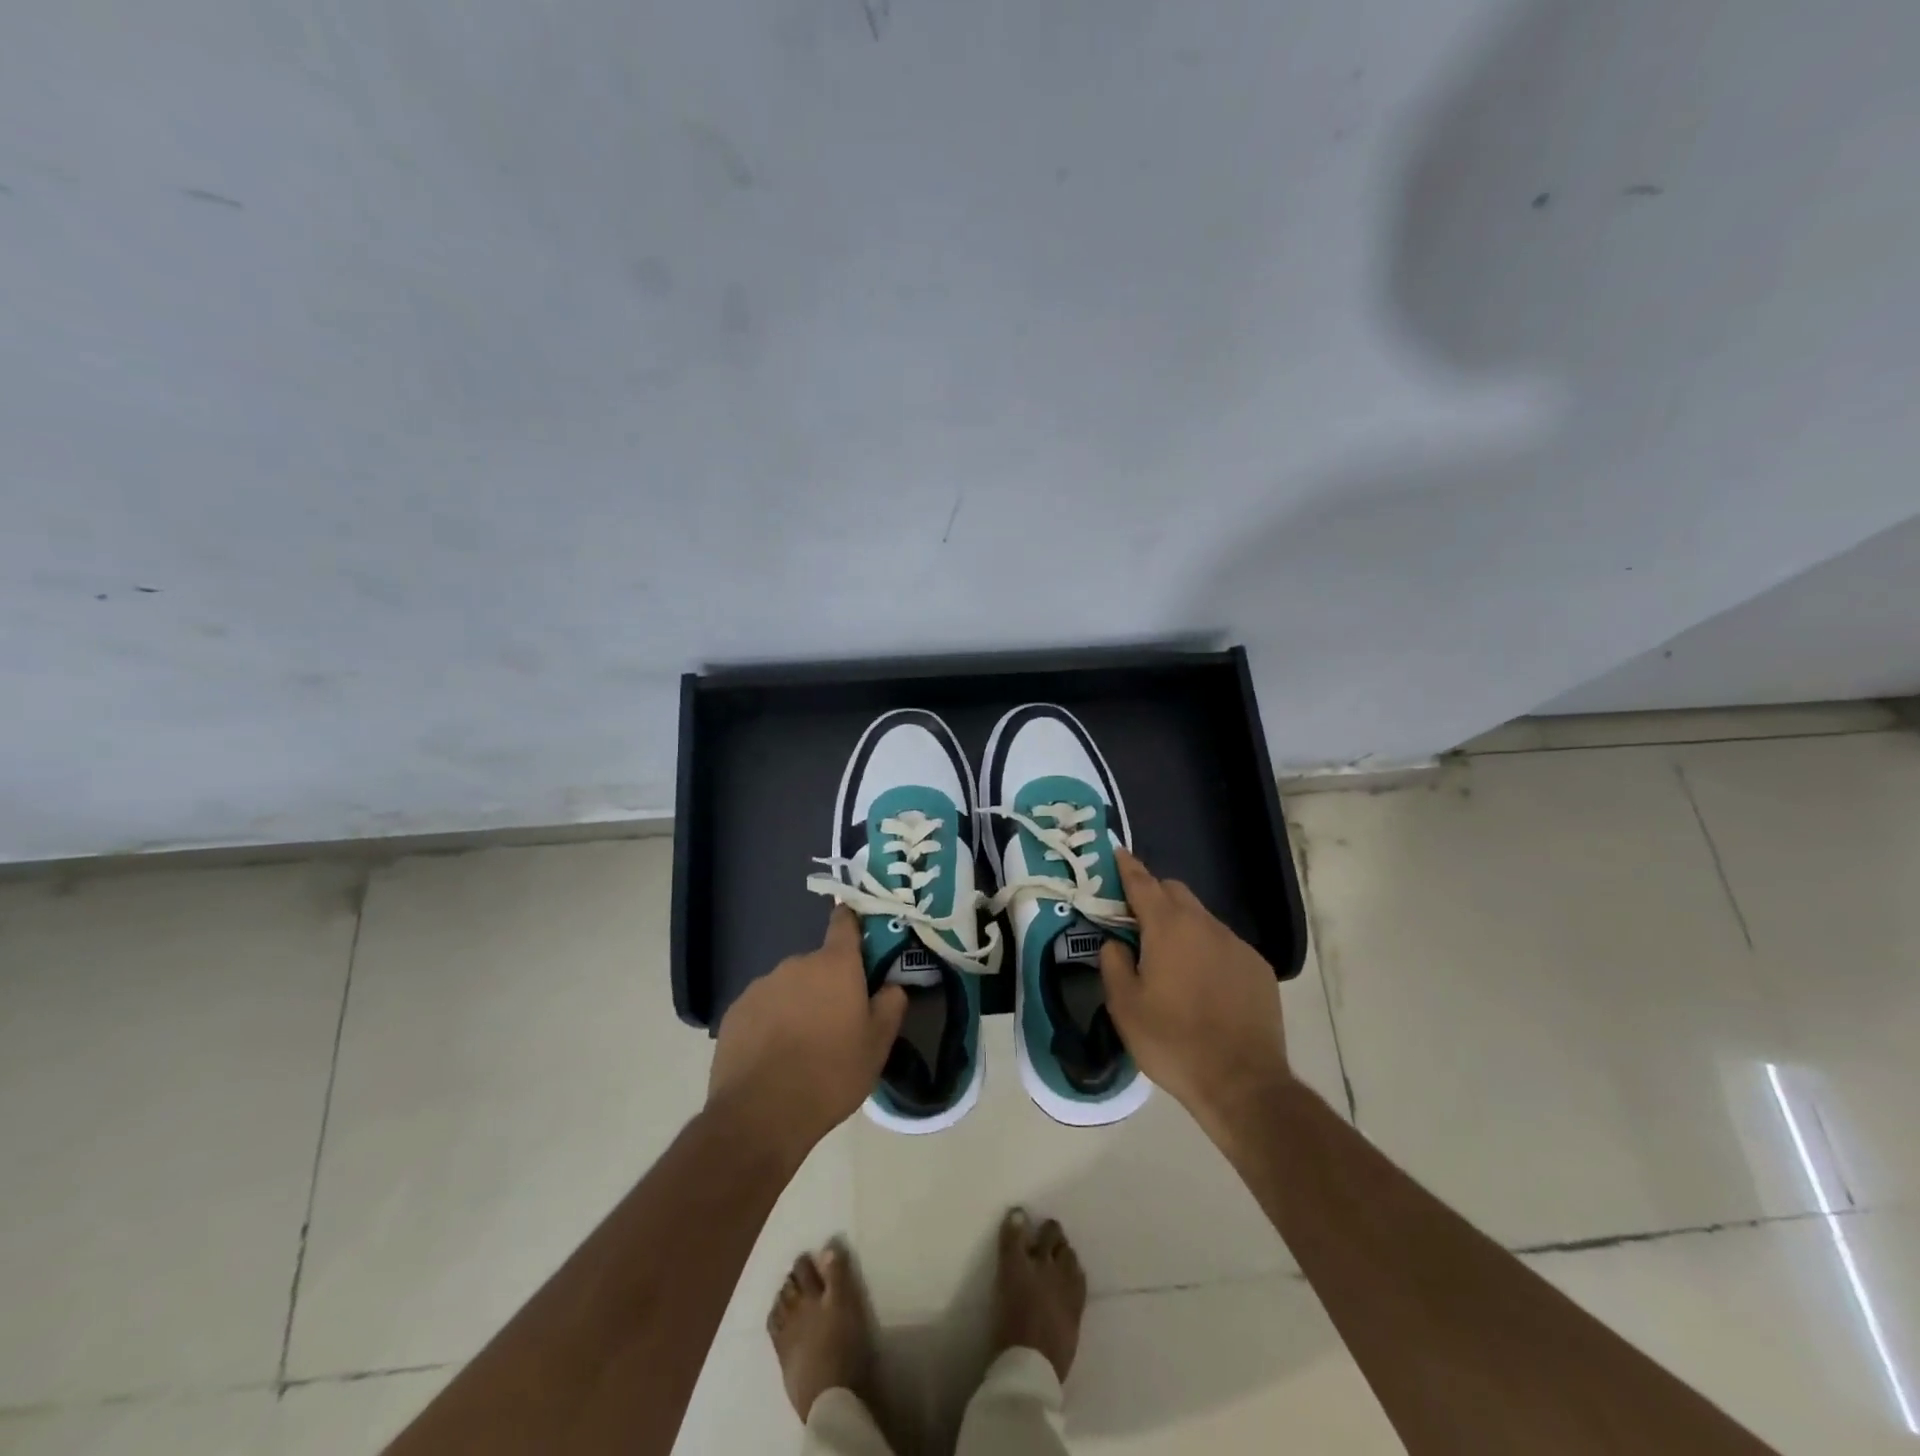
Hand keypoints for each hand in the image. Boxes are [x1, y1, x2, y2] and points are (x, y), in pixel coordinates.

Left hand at [708, 907, 906, 1161]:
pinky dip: (771, 1022)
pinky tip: (774, 1056)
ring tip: (803, 1045)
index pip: (845, 922)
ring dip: (799, 1003)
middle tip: (837, 1021)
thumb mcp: (878, 1045)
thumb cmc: (831, 1074)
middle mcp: (796, 964)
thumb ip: (891, 1005)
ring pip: (790, 987)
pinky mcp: (735, 1011)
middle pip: (819, 964)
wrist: (760, 1114)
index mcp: (835, 965)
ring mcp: (761, 986)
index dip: (853, 924)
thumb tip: (892, 984)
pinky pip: (763, 1008)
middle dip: (829, 984)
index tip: (861, 937)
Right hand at [1099, 848, 1291, 1138]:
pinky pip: (1224, 945)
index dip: (1127, 867)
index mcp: (1168, 927)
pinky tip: (1203, 985)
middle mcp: (1205, 925)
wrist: (1242, 1083)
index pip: (1143, 882)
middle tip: (1136, 923)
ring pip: (1202, 919)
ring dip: (1181, 926)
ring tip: (1170, 962)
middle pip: (1175, 892)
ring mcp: (1236, 945)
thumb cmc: (1173, 1041)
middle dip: (1154, 896)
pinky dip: (1207, 951)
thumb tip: (1115, 943)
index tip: (1117, 853)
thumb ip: (1113, 963)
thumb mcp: (1125, 1006)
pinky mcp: (1258, 968)